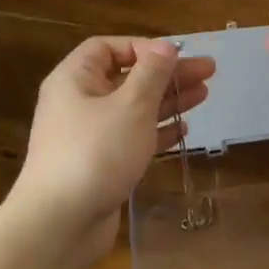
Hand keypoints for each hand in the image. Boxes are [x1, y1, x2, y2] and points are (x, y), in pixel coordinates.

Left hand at [11, 37, 214, 263]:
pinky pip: (133, 137)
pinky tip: (183, 130)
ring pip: (134, 108)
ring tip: (204, 94)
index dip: (144, 47)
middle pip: (128, 77)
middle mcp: (79, 102)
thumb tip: (167, 46)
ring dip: (168, 100)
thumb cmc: (96, 152)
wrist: (60, 223)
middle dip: (168, 74)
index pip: (108, 47)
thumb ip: (152, 73)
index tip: (177, 56)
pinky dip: (157, 131)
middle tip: (208, 71)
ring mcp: (89, 135)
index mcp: (75, 79)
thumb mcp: (131, 106)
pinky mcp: (101, 163)